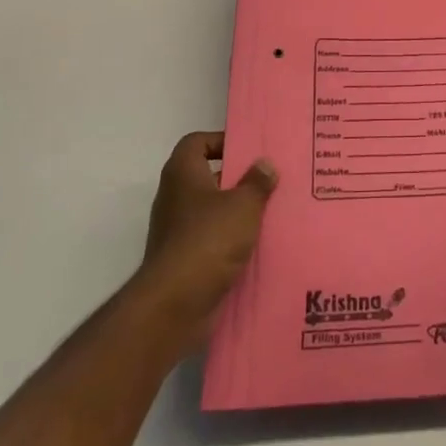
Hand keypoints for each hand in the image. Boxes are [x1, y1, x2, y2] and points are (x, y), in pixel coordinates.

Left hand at [134, 132, 277, 351]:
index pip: (196, 142)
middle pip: (206, 176)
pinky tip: (258, 243)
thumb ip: (257, 182)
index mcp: (183, 174)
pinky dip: (230, 239)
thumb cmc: (208, 240)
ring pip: (211, 210)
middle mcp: (175, 197)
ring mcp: (176, 230)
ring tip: (271, 210)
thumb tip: (264, 164)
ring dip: (236, 210)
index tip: (249, 150)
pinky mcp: (183, 259)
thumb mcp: (242, 205)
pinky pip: (211, 239)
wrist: (174, 305)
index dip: (221, 140)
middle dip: (236, 177)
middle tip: (269, 178)